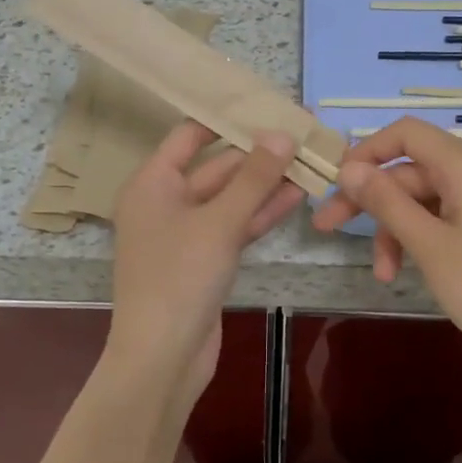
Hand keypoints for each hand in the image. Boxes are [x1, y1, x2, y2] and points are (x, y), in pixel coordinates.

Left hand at [108, 121, 303, 405]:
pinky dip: (260, 214)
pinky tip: (296, 197)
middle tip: (302, 135)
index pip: (190, 136)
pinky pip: (234, 227)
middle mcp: (165, 203)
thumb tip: (282, 133)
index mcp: (152, 184)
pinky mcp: (204, 261)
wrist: (163, 357)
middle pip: (216, 168)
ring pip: (230, 200)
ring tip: (309, 162)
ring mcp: (186, 234)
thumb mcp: (219, 222)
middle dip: (257, 155)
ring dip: (265, 185)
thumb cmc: (180, 278)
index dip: (227, 119)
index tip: (266, 105)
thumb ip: (253, 178)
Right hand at [311, 118, 461, 385]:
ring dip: (400, 228)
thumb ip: (385, 202)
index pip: (407, 134)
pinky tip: (411, 267)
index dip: (366, 153)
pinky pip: (453, 211)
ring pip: (430, 196)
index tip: (335, 185)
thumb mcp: (428, 246)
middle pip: (414, 169)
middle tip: (329, 230)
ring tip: (385, 273)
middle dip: (374, 201)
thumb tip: (348, 168)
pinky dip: (427, 233)